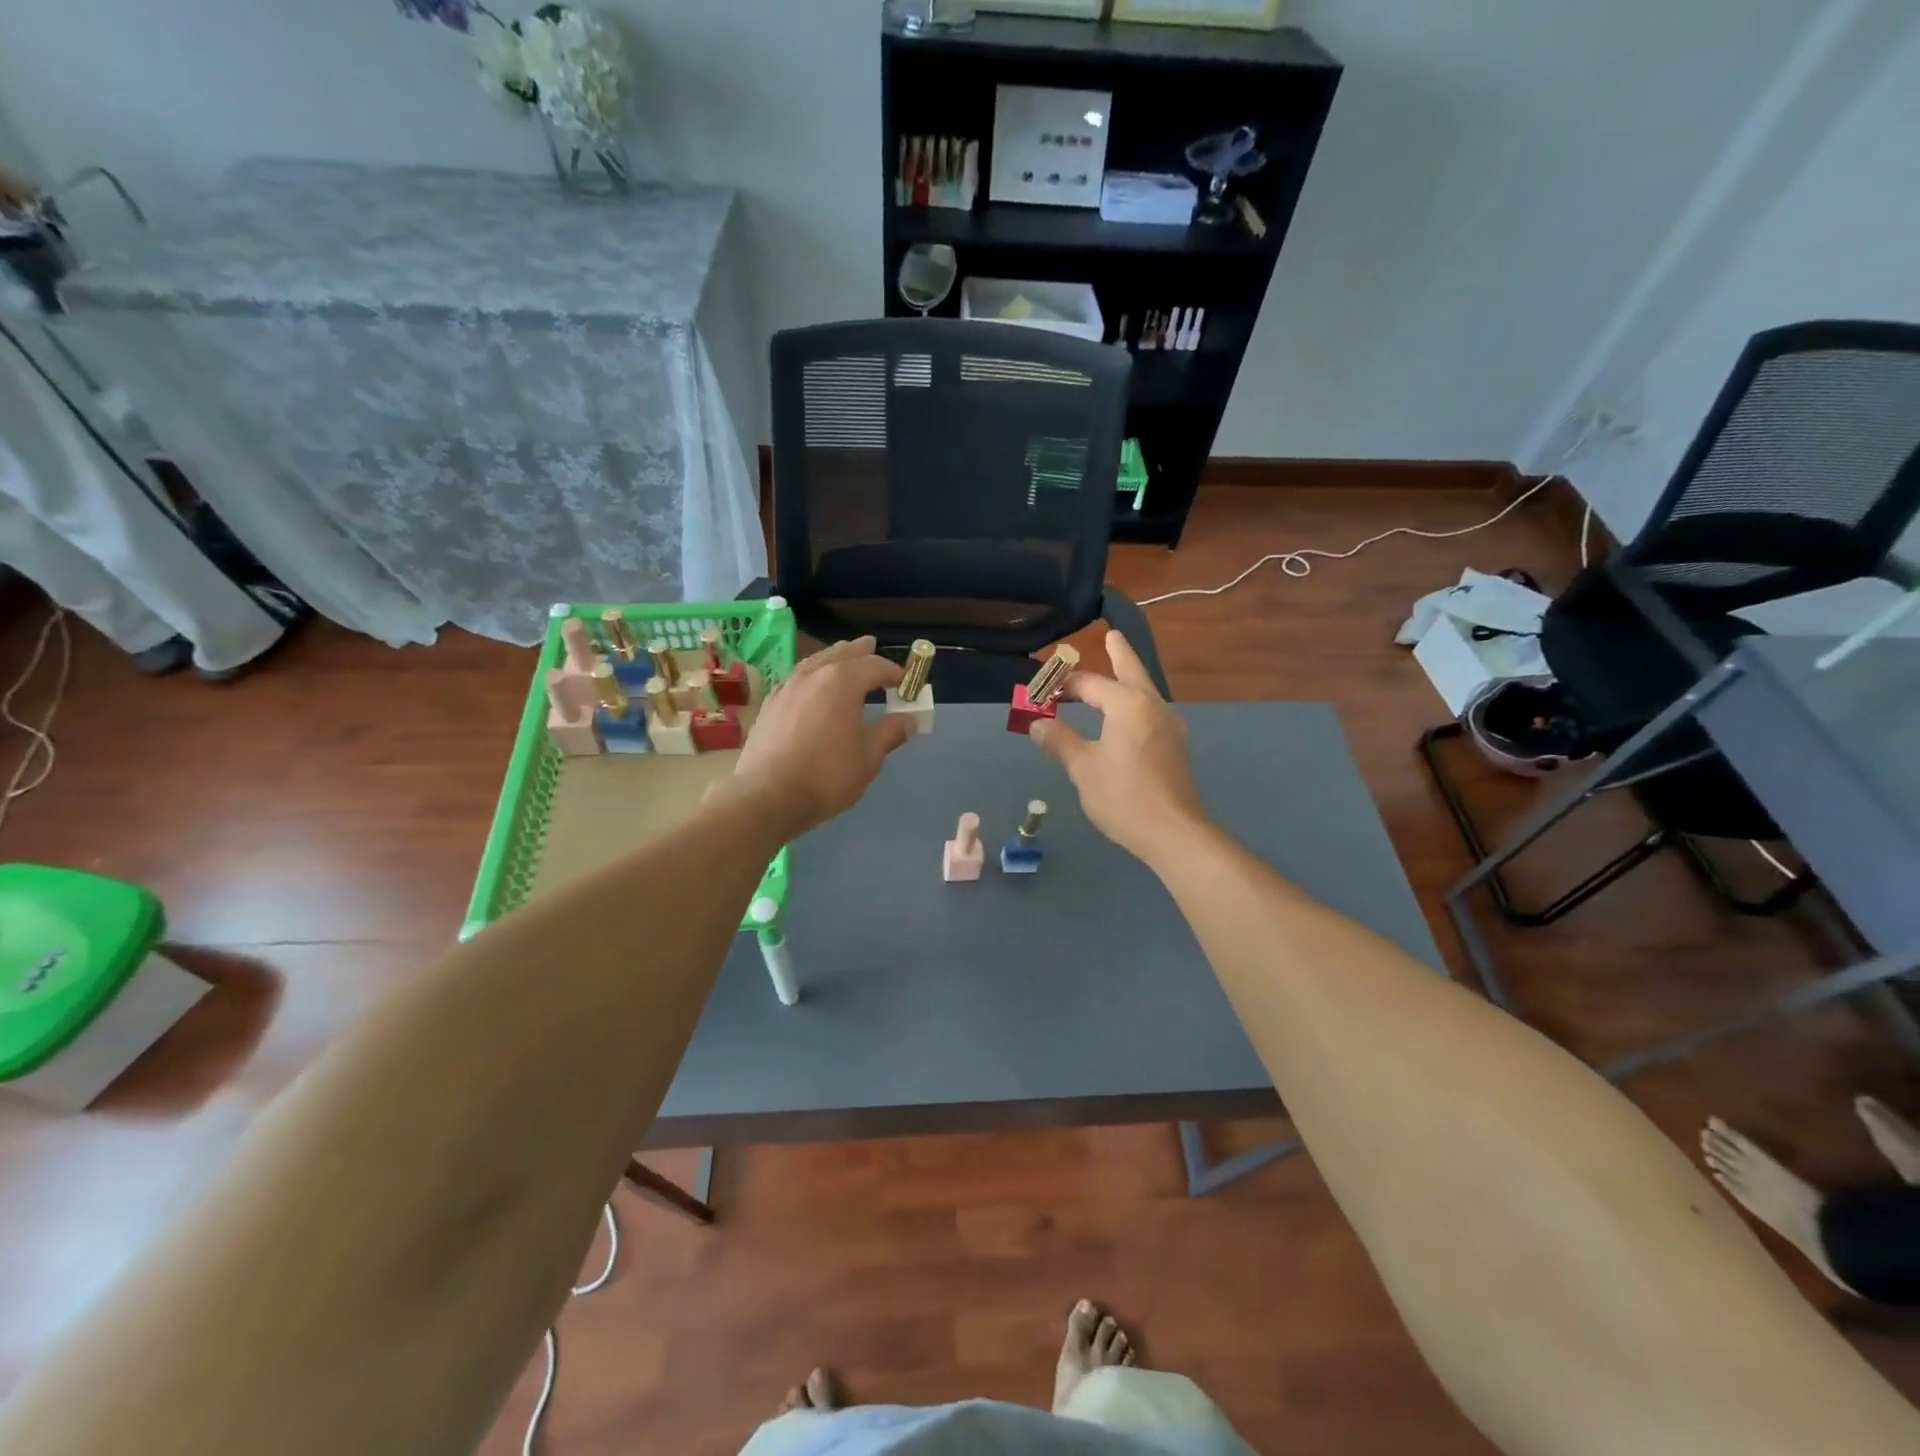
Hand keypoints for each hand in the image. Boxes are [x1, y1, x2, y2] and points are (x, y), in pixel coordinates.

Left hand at [729, 636, 916, 837]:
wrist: (767, 796)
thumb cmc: (826, 776)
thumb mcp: (868, 757)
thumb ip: (889, 733)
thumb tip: (908, 720)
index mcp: (842, 681)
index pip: (875, 665)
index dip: (895, 673)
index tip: (907, 684)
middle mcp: (813, 674)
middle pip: (842, 653)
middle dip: (861, 652)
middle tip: (873, 647)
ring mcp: (787, 687)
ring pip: (816, 661)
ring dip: (834, 659)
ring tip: (843, 661)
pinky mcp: (770, 704)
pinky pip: (798, 678)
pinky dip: (813, 676)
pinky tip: (813, 689)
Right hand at [1029, 630, 1205, 863]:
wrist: (1174, 832)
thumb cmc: (1123, 796)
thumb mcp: (1082, 768)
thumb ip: (1059, 740)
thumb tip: (1037, 723)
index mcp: (1128, 704)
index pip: (1089, 684)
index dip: (1062, 685)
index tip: (1040, 690)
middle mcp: (1153, 706)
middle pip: (1132, 671)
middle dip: (1120, 653)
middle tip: (1112, 635)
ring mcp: (1170, 726)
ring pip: (1145, 692)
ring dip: (1128, 679)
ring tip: (1117, 671)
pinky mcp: (1175, 746)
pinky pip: (1151, 711)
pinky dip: (1135, 703)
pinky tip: (1128, 716)